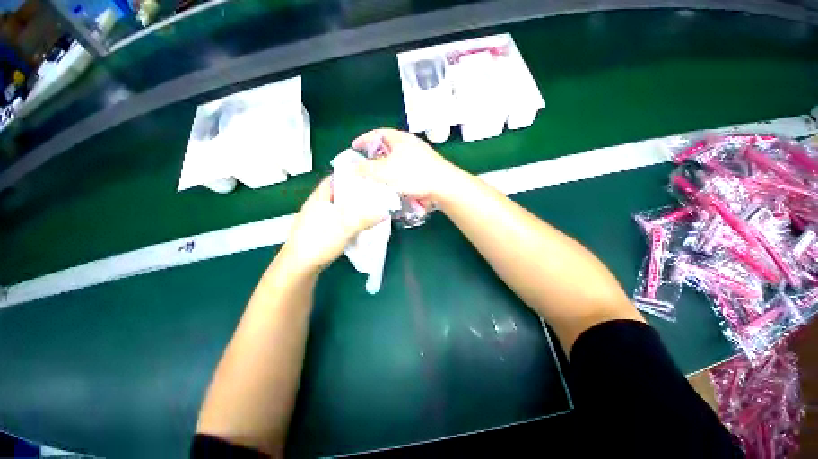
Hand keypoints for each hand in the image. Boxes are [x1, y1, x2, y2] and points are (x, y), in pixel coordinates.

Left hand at [280, 178, 386, 272]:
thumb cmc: (319, 240)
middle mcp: (318, 205)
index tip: (366, 177)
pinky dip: (349, 221)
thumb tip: (385, 212)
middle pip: (339, 193)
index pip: (333, 178)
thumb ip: (365, 218)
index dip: (349, 175)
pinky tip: (360, 225)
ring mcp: (319, 219)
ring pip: (339, 209)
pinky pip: (339, 221)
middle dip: (355, 193)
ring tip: (370, 208)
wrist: (300, 266)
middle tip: (373, 194)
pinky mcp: (322, 231)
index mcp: (320, 197)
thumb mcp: (344, 227)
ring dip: (353, 209)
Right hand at [352, 128, 456, 200]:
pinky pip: (405, 171)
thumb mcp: (385, 171)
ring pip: (396, 161)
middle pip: (387, 147)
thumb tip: (353, 167)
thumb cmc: (413, 175)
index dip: (364, 140)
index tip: (354, 147)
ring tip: (377, 178)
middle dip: (374, 156)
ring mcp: (419, 158)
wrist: (442, 186)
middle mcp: (410, 145)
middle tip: (364, 166)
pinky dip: (396, 177)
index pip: (378, 133)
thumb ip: (367, 168)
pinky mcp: (424, 170)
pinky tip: (393, 186)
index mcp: (400, 139)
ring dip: (386, 169)